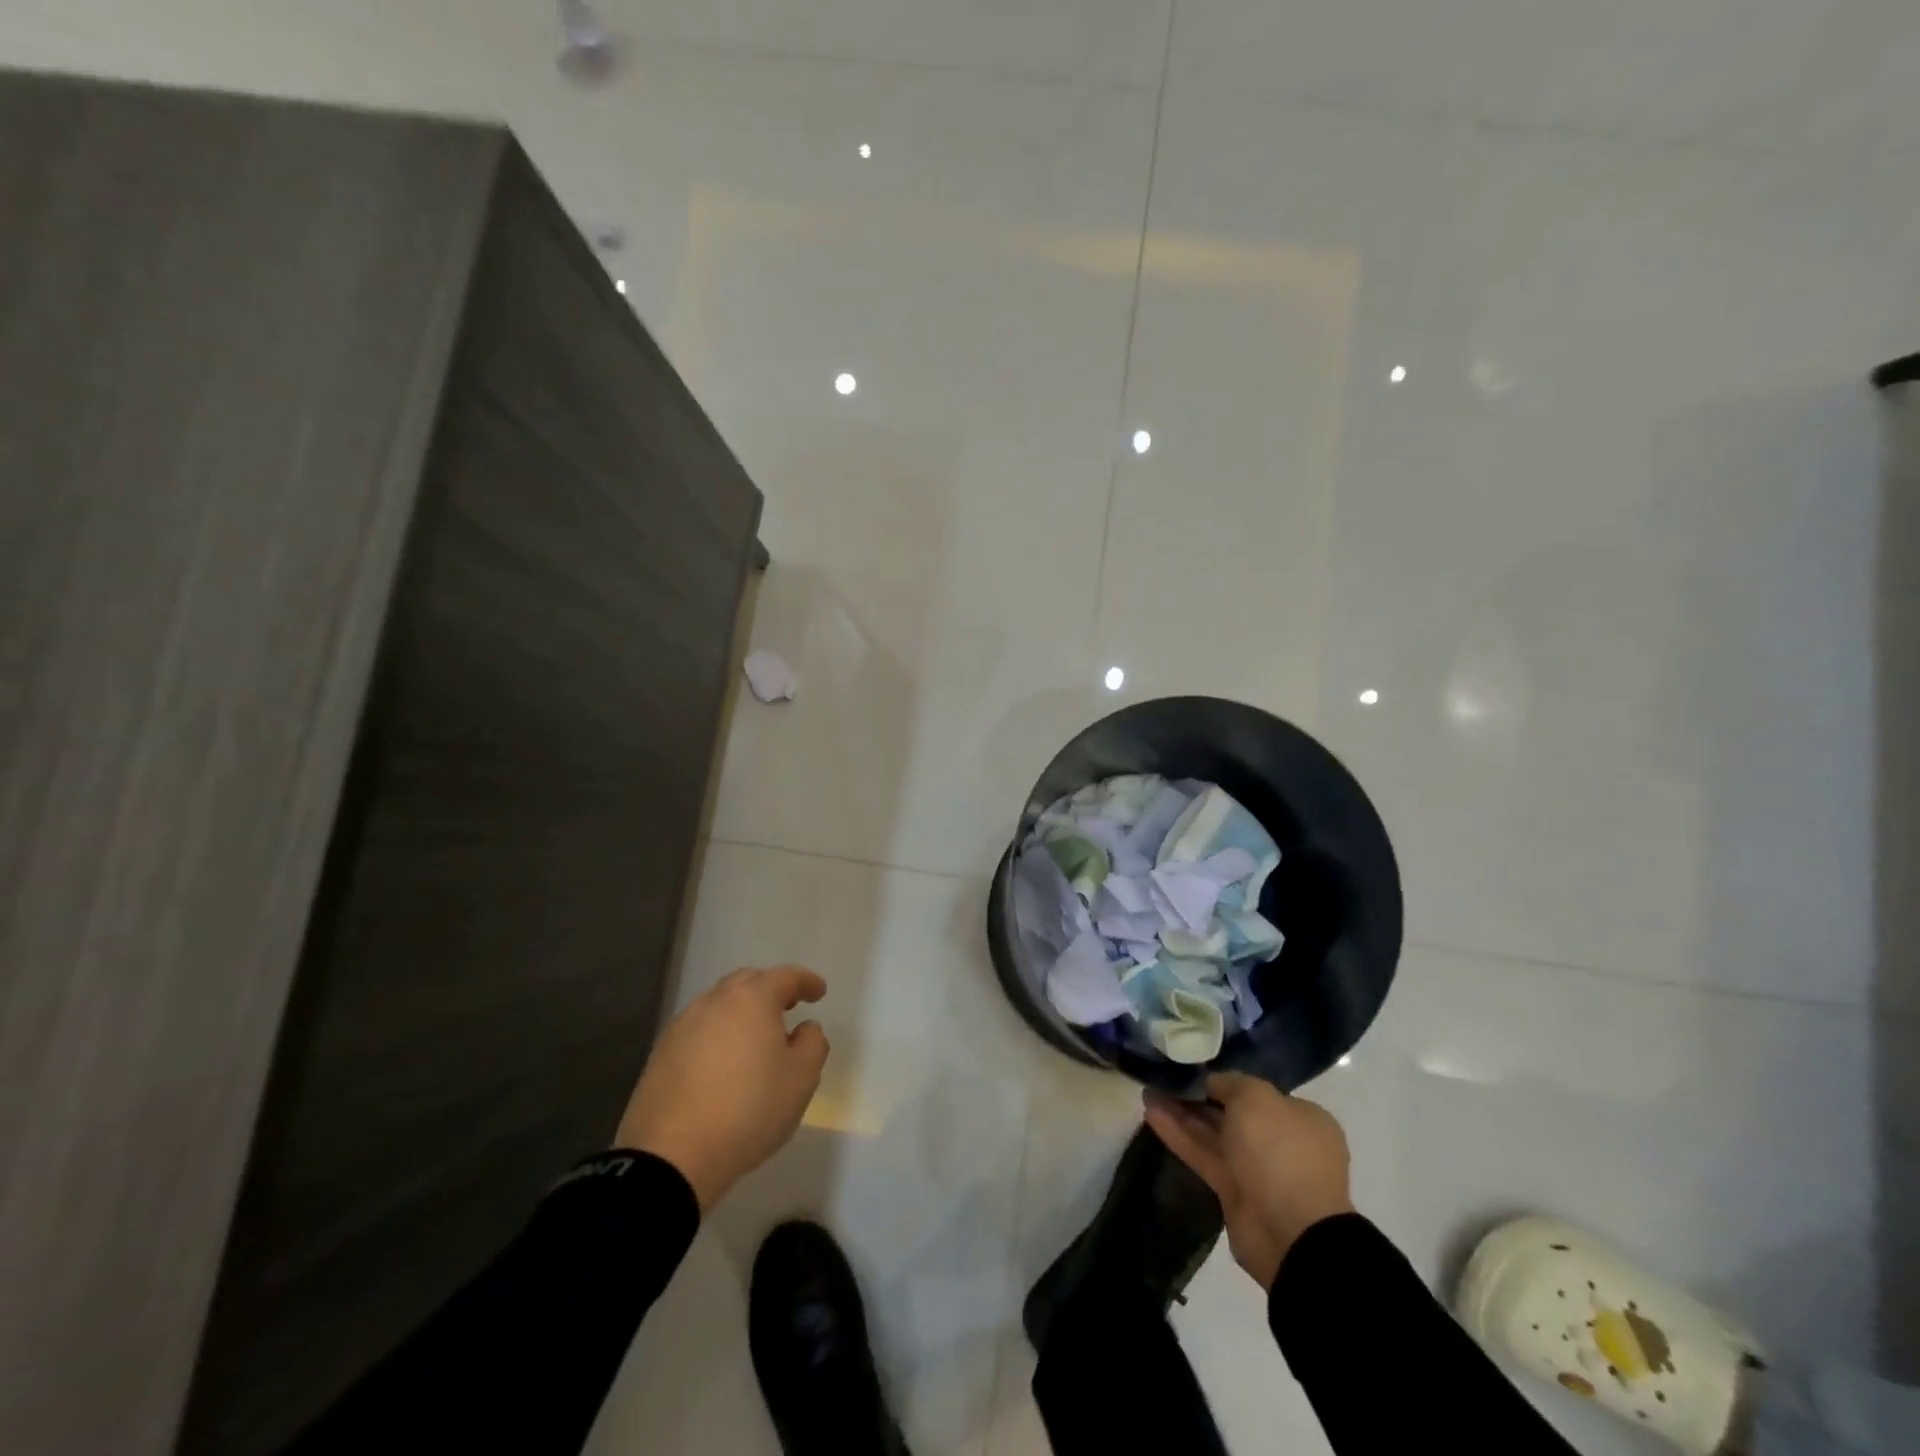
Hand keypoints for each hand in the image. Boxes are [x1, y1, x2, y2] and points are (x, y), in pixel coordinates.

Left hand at [614, 965, 829, 1211]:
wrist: (671, 1157)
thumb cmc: (748, 1110)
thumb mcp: (801, 1079)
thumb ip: (812, 1043)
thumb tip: (804, 1028)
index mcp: (752, 999)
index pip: (786, 977)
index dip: (806, 981)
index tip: (819, 992)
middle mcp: (715, 1001)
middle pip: (748, 982)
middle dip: (770, 989)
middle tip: (787, 1007)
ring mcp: (683, 1026)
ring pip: (719, 1005)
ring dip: (741, 1012)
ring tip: (755, 1037)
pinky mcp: (661, 1053)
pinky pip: (699, 1030)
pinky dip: (717, 1034)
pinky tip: (723, 1061)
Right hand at [1144, 1072, 1353, 1290]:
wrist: (1292, 1232)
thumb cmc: (1281, 1151)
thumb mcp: (1257, 1097)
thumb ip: (1231, 1083)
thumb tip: (1213, 1083)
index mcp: (1299, 1118)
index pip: (1256, 1092)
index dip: (1224, 1080)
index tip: (1193, 1068)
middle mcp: (1280, 1142)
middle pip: (1232, 1113)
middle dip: (1198, 1096)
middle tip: (1163, 1078)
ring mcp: (1256, 1169)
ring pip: (1213, 1134)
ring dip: (1181, 1113)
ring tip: (1148, 1091)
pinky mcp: (1232, 1192)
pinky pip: (1203, 1155)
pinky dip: (1178, 1135)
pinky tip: (1150, 1113)